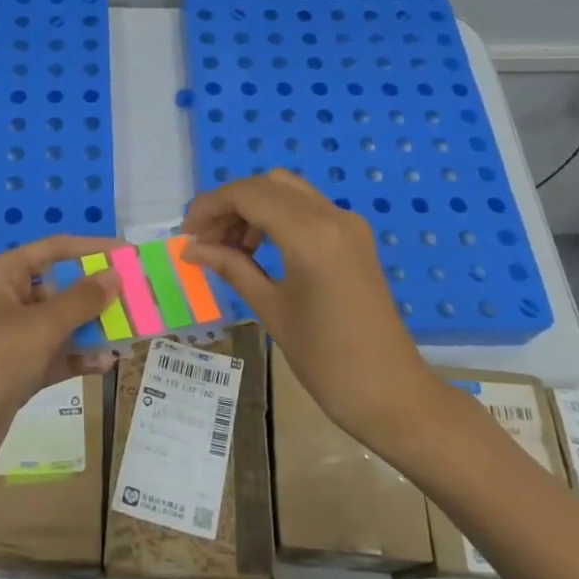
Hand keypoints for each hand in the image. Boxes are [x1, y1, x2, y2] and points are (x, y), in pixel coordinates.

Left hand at [0, 236, 121, 490]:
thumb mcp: (39, 328)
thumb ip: (81, 300)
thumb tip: (115, 274)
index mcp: (0, 277)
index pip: (52, 250)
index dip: (90, 249)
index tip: (129, 253)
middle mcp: (4, 302)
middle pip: (58, 288)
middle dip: (96, 295)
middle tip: (138, 298)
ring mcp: (9, 340)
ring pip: (59, 325)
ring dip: (92, 329)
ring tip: (132, 332)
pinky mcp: (15, 373)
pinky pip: (54, 356)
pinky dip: (78, 358)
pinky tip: (107, 364)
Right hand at [182, 171, 433, 448]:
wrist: (392, 394)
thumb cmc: (326, 359)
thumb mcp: (271, 310)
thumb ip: (232, 268)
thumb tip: (192, 248)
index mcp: (310, 234)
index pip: (249, 195)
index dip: (211, 206)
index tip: (187, 233)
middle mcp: (332, 216)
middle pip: (268, 184)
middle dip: (231, 204)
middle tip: (205, 239)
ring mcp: (349, 224)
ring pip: (289, 192)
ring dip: (253, 208)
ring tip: (228, 248)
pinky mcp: (355, 238)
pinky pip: (307, 209)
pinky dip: (277, 217)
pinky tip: (259, 250)